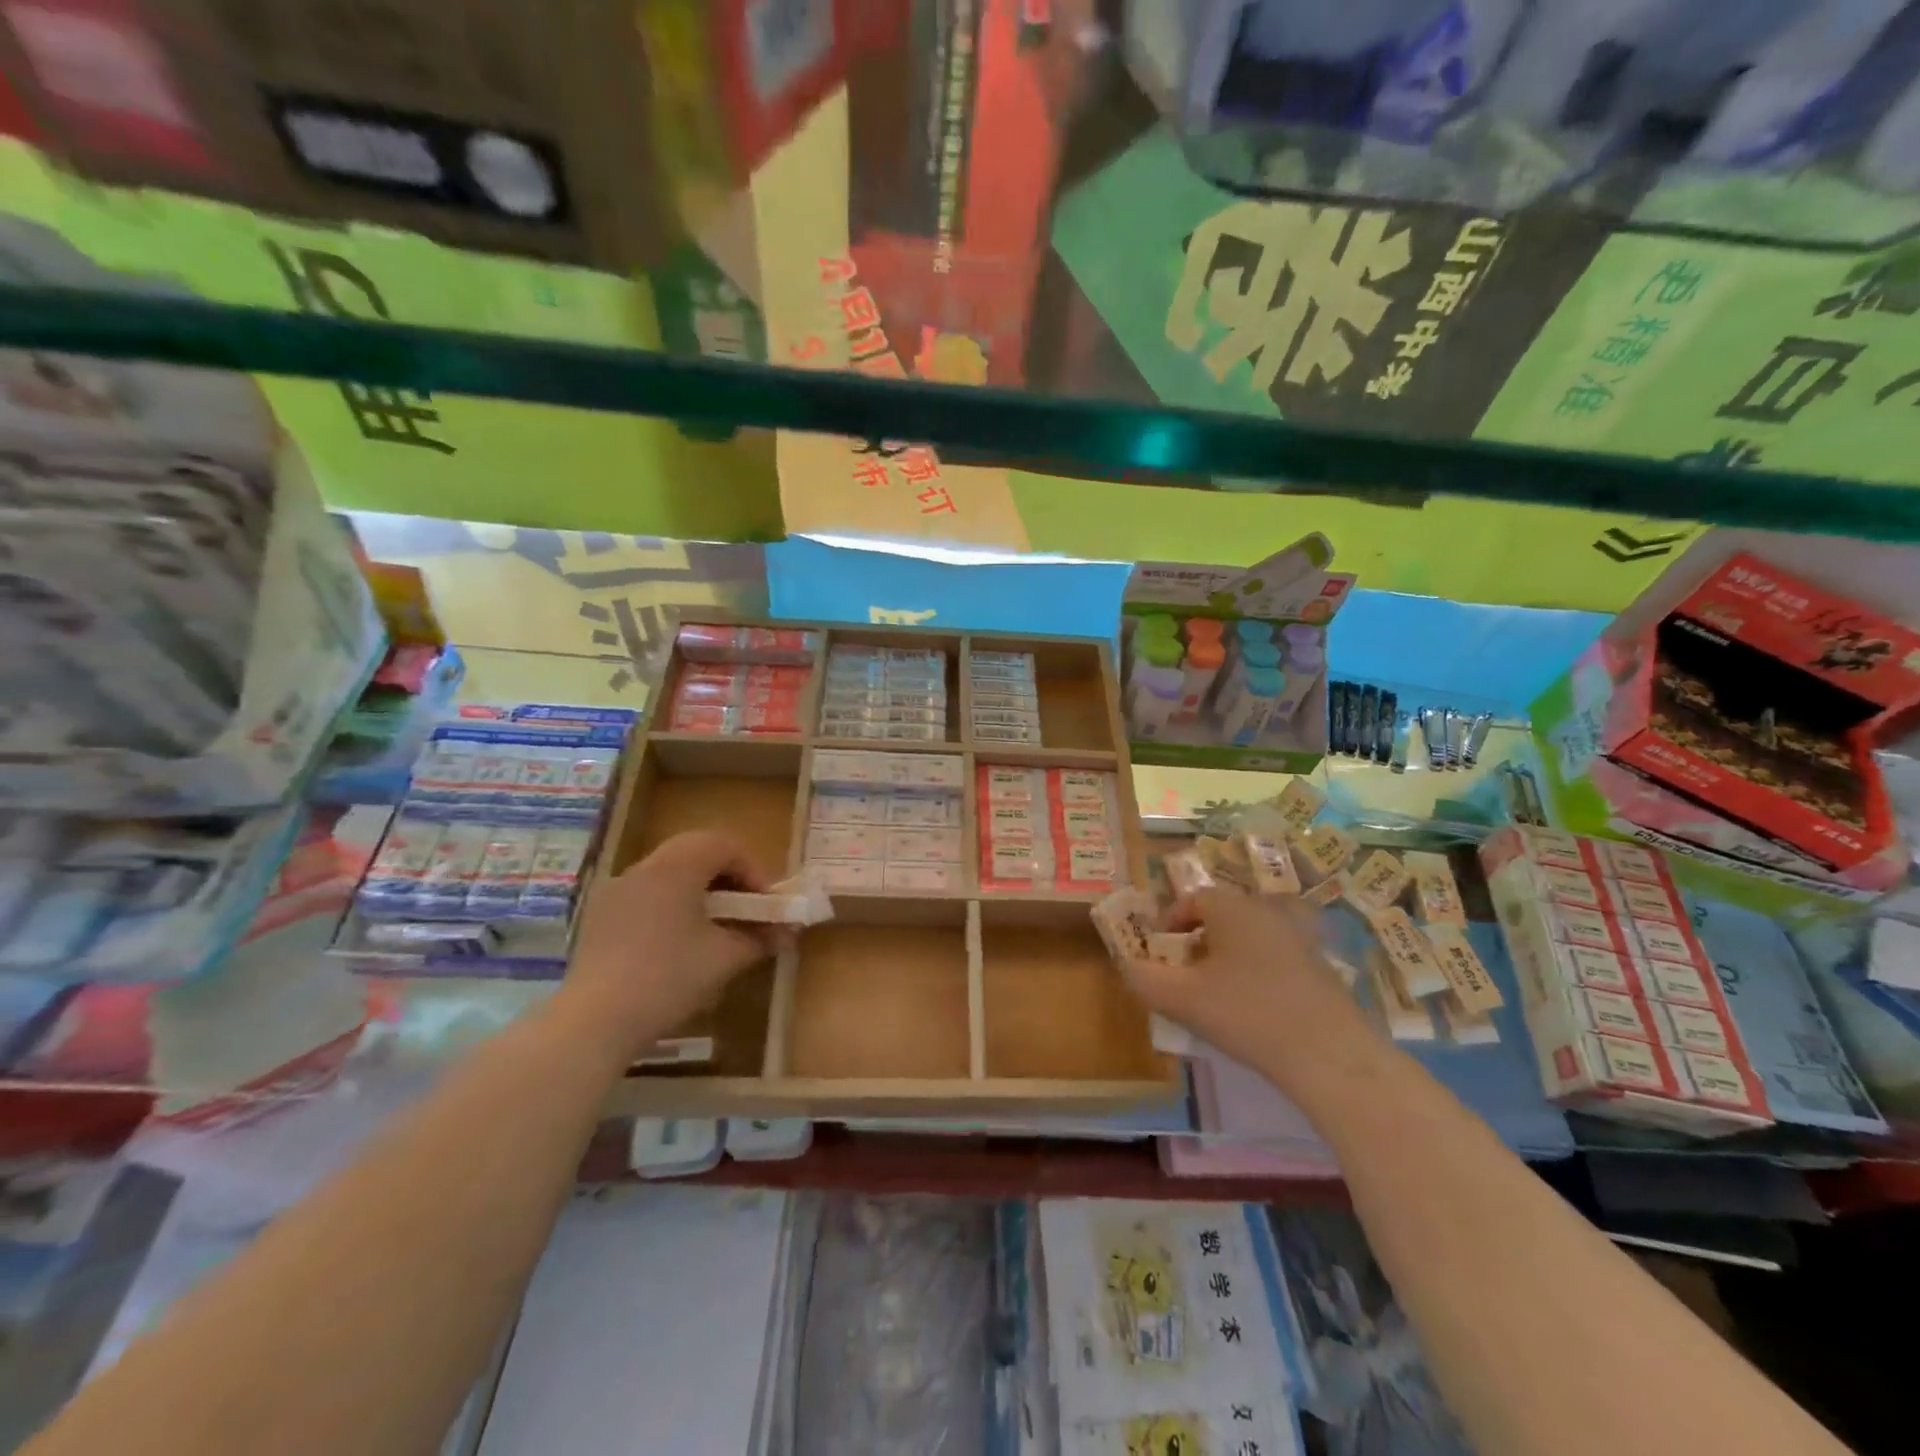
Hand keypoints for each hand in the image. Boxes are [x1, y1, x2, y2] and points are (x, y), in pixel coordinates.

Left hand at [558, 831, 781, 1062]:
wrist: (595, 1021)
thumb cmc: (668, 978)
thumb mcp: (725, 958)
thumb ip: (759, 938)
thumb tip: (786, 933)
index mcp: (676, 867)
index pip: (724, 844)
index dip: (753, 869)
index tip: (764, 904)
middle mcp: (643, 867)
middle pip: (694, 851)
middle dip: (727, 875)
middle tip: (743, 907)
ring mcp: (616, 891)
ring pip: (667, 872)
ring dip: (698, 889)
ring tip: (713, 926)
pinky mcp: (600, 917)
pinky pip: (645, 894)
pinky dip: (670, 904)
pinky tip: (676, 942)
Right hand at [1119, 889, 1378, 1092]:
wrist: (1330, 1054)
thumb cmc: (1247, 1014)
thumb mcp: (1182, 999)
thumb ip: (1144, 979)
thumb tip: (1128, 966)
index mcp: (1232, 907)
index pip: (1193, 898)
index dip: (1171, 922)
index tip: (1161, 953)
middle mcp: (1267, 910)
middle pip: (1224, 914)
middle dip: (1200, 939)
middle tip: (1187, 974)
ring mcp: (1301, 936)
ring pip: (1252, 934)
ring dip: (1231, 955)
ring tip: (1219, 991)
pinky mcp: (1323, 965)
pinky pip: (1278, 956)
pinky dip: (1260, 970)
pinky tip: (1256, 1007)